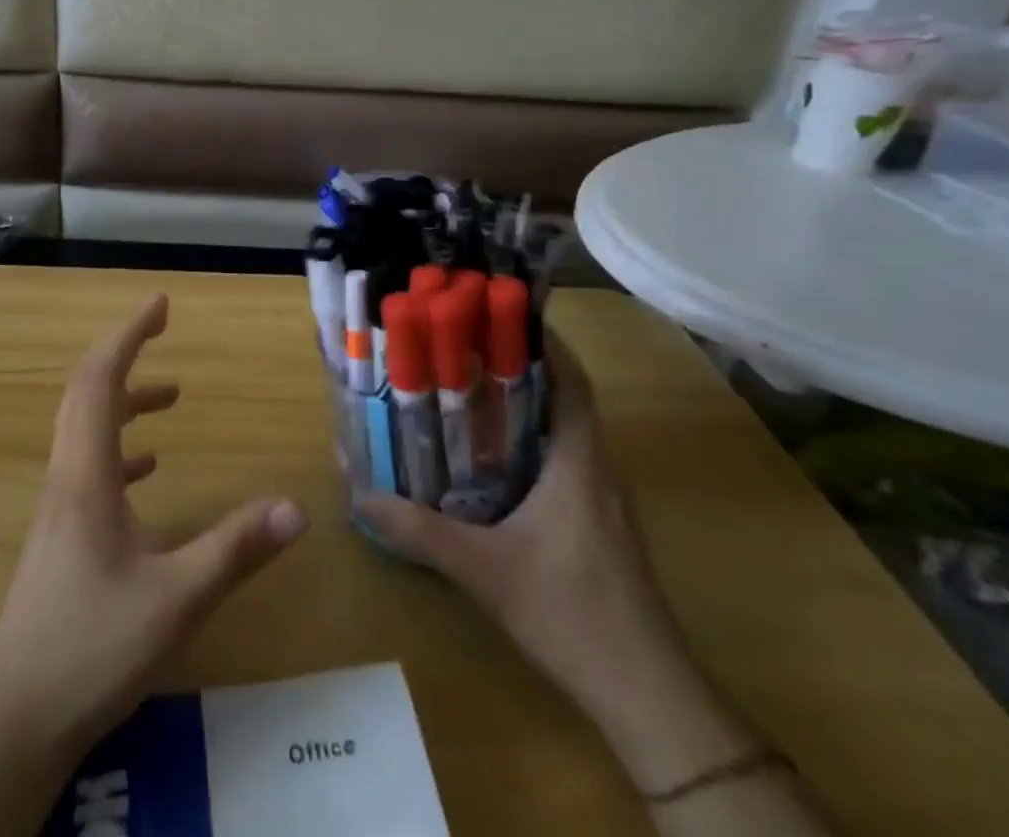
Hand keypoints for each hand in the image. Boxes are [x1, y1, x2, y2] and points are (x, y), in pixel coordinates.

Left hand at [0, 294, 306, 756]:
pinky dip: (119, 446)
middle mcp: (66, 476)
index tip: (159, 304)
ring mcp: (59, 505)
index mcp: (86, 473)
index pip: (100, 379)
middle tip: (161, 328)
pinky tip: (148, 468)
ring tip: (170, 397)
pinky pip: (89, 464)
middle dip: (123, 352)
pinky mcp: (61, 533)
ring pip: (85, 428)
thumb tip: (296, 507)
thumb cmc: (92, 646)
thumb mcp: (176, 597)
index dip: (128, 334)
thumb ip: (236, 549)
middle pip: (85, 391)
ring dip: (124, 400)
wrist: (15, 718)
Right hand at [358, 333, 685, 736]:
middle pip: (564, 396)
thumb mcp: (484, 570)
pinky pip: (564, 460)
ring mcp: (602, 498)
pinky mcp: (599, 524)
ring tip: (469, 389)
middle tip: (464, 345)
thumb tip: (361, 494)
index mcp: (579, 461)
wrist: (647, 696)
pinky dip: (531, 441)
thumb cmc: (571, 614)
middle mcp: (596, 467)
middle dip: (520, 365)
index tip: (498, 313)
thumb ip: (421, 531)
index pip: (570, 380)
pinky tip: (491, 458)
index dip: (542, 340)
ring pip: (564, 430)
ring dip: (525, 403)